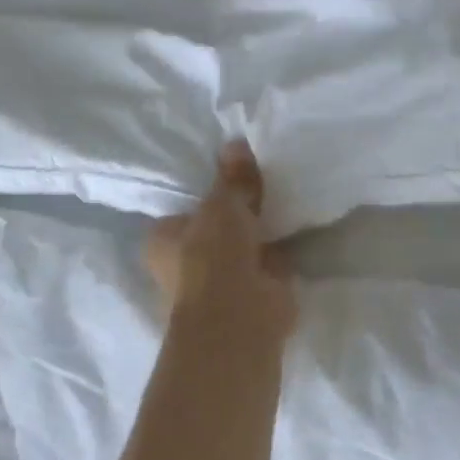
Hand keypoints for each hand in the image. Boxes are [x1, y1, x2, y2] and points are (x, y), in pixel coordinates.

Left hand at [145, 141, 297, 344]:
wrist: (239, 317)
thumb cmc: (214, 256)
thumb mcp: (223, 204)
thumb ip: (233, 177)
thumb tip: (235, 142)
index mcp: (162, 241)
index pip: (182, 212)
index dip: (206, 197)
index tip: (233, 179)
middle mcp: (184, 266)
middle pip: (214, 231)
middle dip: (237, 217)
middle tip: (264, 186)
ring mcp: (219, 285)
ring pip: (241, 249)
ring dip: (259, 235)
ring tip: (283, 201)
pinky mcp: (251, 297)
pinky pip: (266, 265)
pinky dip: (279, 253)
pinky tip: (296, 229)